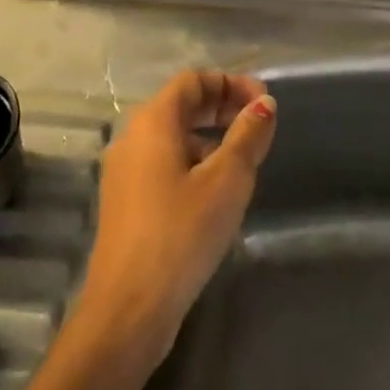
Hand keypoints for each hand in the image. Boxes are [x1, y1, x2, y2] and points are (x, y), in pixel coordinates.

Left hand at [75, 70, 276, 367]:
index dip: (230, 82)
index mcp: (152, 122)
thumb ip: (247, 136)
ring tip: (244, 160)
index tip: (264, 102)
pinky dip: (193, 162)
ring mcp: (124, 171)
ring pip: (172, 137)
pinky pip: (163, 164)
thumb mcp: (226, 181)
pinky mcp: (126, 202)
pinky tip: (216, 192)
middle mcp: (132, 137)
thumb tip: (264, 103)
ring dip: (210, 137)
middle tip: (259, 125)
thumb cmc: (181, 233)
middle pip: (181, 105)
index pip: (192, 80)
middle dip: (222, 107)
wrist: (129, 308)